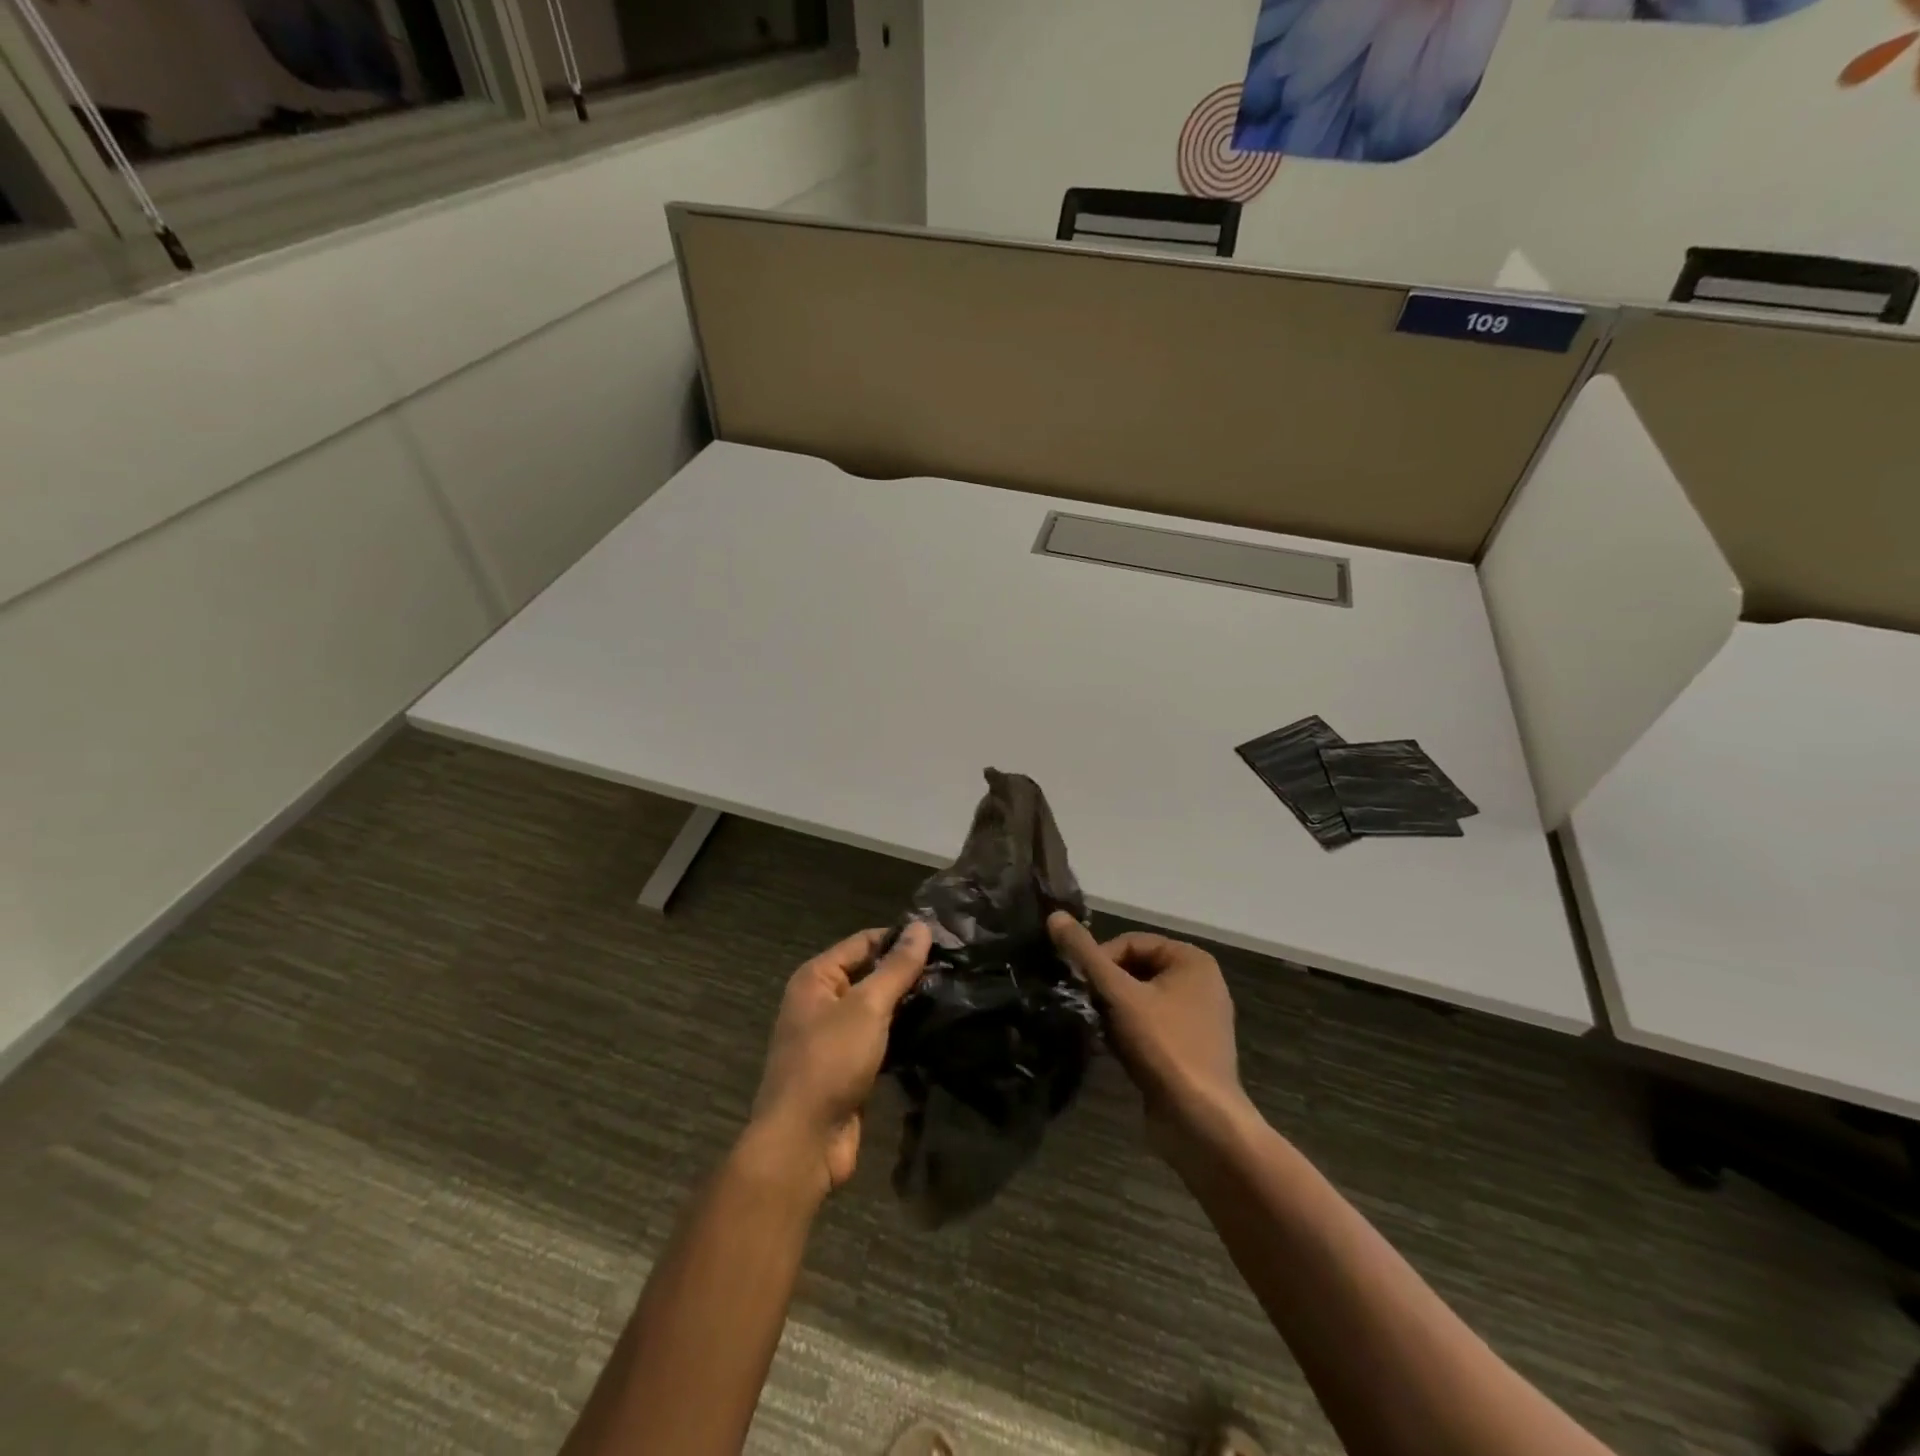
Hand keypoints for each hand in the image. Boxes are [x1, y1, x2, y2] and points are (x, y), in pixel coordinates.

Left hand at [748, 921, 930, 1196]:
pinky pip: (879, 1040)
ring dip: (908, 1006)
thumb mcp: (867, 1007)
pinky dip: (902, 1036)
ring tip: (952, 994)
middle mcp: (821, 1002)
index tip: (943, 939)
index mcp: (816, 978)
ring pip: (877, 1010)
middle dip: (907, 973)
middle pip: (870, 975)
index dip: (900, 938)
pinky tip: (935, 1031)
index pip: (863, 942)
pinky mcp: (848, 1068)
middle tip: (954, 968)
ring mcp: (834, 1037)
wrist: (803, 1142)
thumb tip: (921, 925)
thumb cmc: (830, 1062)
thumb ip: (896, 967)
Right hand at [1048, 913, 1254, 1153]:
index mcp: (1193, 960)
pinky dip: (1127, 1032)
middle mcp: (1200, 983)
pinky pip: (1149, 1026)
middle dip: (1106, 987)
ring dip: (1113, 1011)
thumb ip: (1085, 955)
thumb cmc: (1163, 1046)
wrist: (1200, 1122)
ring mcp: (1196, 1019)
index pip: (1131, 941)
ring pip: (1139, 1000)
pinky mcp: (1187, 1049)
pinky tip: (1110, 1049)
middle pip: (1135, 969)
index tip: (1081, 986)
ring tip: (1096, 1029)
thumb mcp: (1119, 995)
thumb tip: (1054, 916)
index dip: (1101, 959)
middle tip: (1085, 1008)